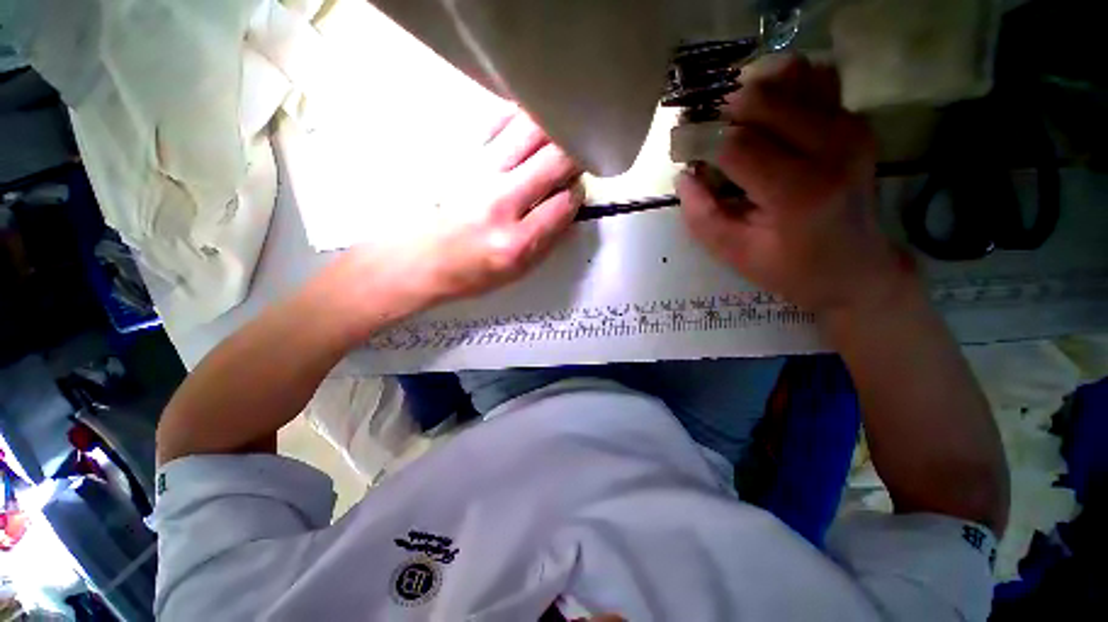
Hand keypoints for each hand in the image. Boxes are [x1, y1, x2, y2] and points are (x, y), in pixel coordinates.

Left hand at [326, 109, 582, 331]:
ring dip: (552, 132)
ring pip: (532, 129)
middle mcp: (500, 201)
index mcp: (516, 242)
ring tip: (552, 143)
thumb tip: (570, 206)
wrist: (417, 258)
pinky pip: (499, 119)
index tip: (572, 192)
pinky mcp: (459, 152)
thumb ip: (549, 240)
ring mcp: (477, 170)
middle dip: (574, 157)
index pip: (565, 202)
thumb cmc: (470, 271)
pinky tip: (523, 134)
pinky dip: (520, 120)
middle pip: (556, 158)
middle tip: (571, 163)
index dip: (576, 193)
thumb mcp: (517, 272)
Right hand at [676, 55, 913, 316]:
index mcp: (799, 192)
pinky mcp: (854, 119)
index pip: (735, 144)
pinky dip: (780, 86)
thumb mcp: (734, 253)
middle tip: (702, 134)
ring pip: (789, 74)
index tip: (679, 148)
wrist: (857, 266)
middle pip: (761, 97)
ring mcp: (849, 126)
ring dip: (749, 92)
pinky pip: (812, 79)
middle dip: (719, 111)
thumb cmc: (791, 268)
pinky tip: (763, 114)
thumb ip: (701, 215)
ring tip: (730, 121)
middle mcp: (832, 146)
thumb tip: (683, 174)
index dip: (698, 139)